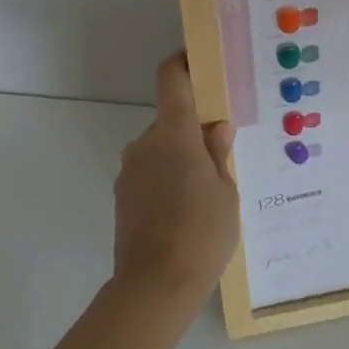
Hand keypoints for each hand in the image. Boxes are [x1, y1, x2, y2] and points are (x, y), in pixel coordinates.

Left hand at [112, 52, 239, 305]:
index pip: (171, 80)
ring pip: (160, 150)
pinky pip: (149, 174)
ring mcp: (129, 171)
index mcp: (174, 134)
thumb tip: (217, 127)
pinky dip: (166, 180)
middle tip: (221, 154)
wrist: (154, 288)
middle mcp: (145, 144)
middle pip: (170, 120)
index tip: (198, 60)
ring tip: (205, 193)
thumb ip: (218, 154)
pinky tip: (184, 212)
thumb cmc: (202, 234)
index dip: (182, 63)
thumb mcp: (225, 193)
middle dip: (193, 130)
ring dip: (180, 159)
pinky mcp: (122, 196)